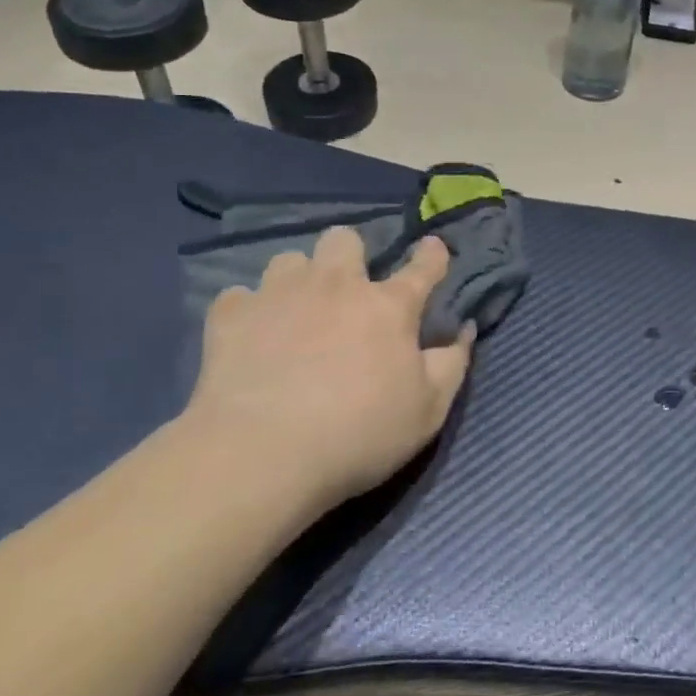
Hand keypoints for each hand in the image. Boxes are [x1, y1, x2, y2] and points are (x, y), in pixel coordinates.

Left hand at [182, 227, 474, 508]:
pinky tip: (251, 338)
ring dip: (298, 280)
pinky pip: (240, 297)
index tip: (432, 249)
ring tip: (295, 313)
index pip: (423, 265)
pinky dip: (249, 312)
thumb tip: (464, 329)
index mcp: (389, 306)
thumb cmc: (359, 434)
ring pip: (289, 260)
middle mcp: (336, 285)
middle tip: (348, 291)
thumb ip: (452, 363)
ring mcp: (279, 295)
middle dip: (350, 255)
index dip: (432, 254)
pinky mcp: (231, 316)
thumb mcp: (428, 410)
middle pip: (344, 239)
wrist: (262, 455)